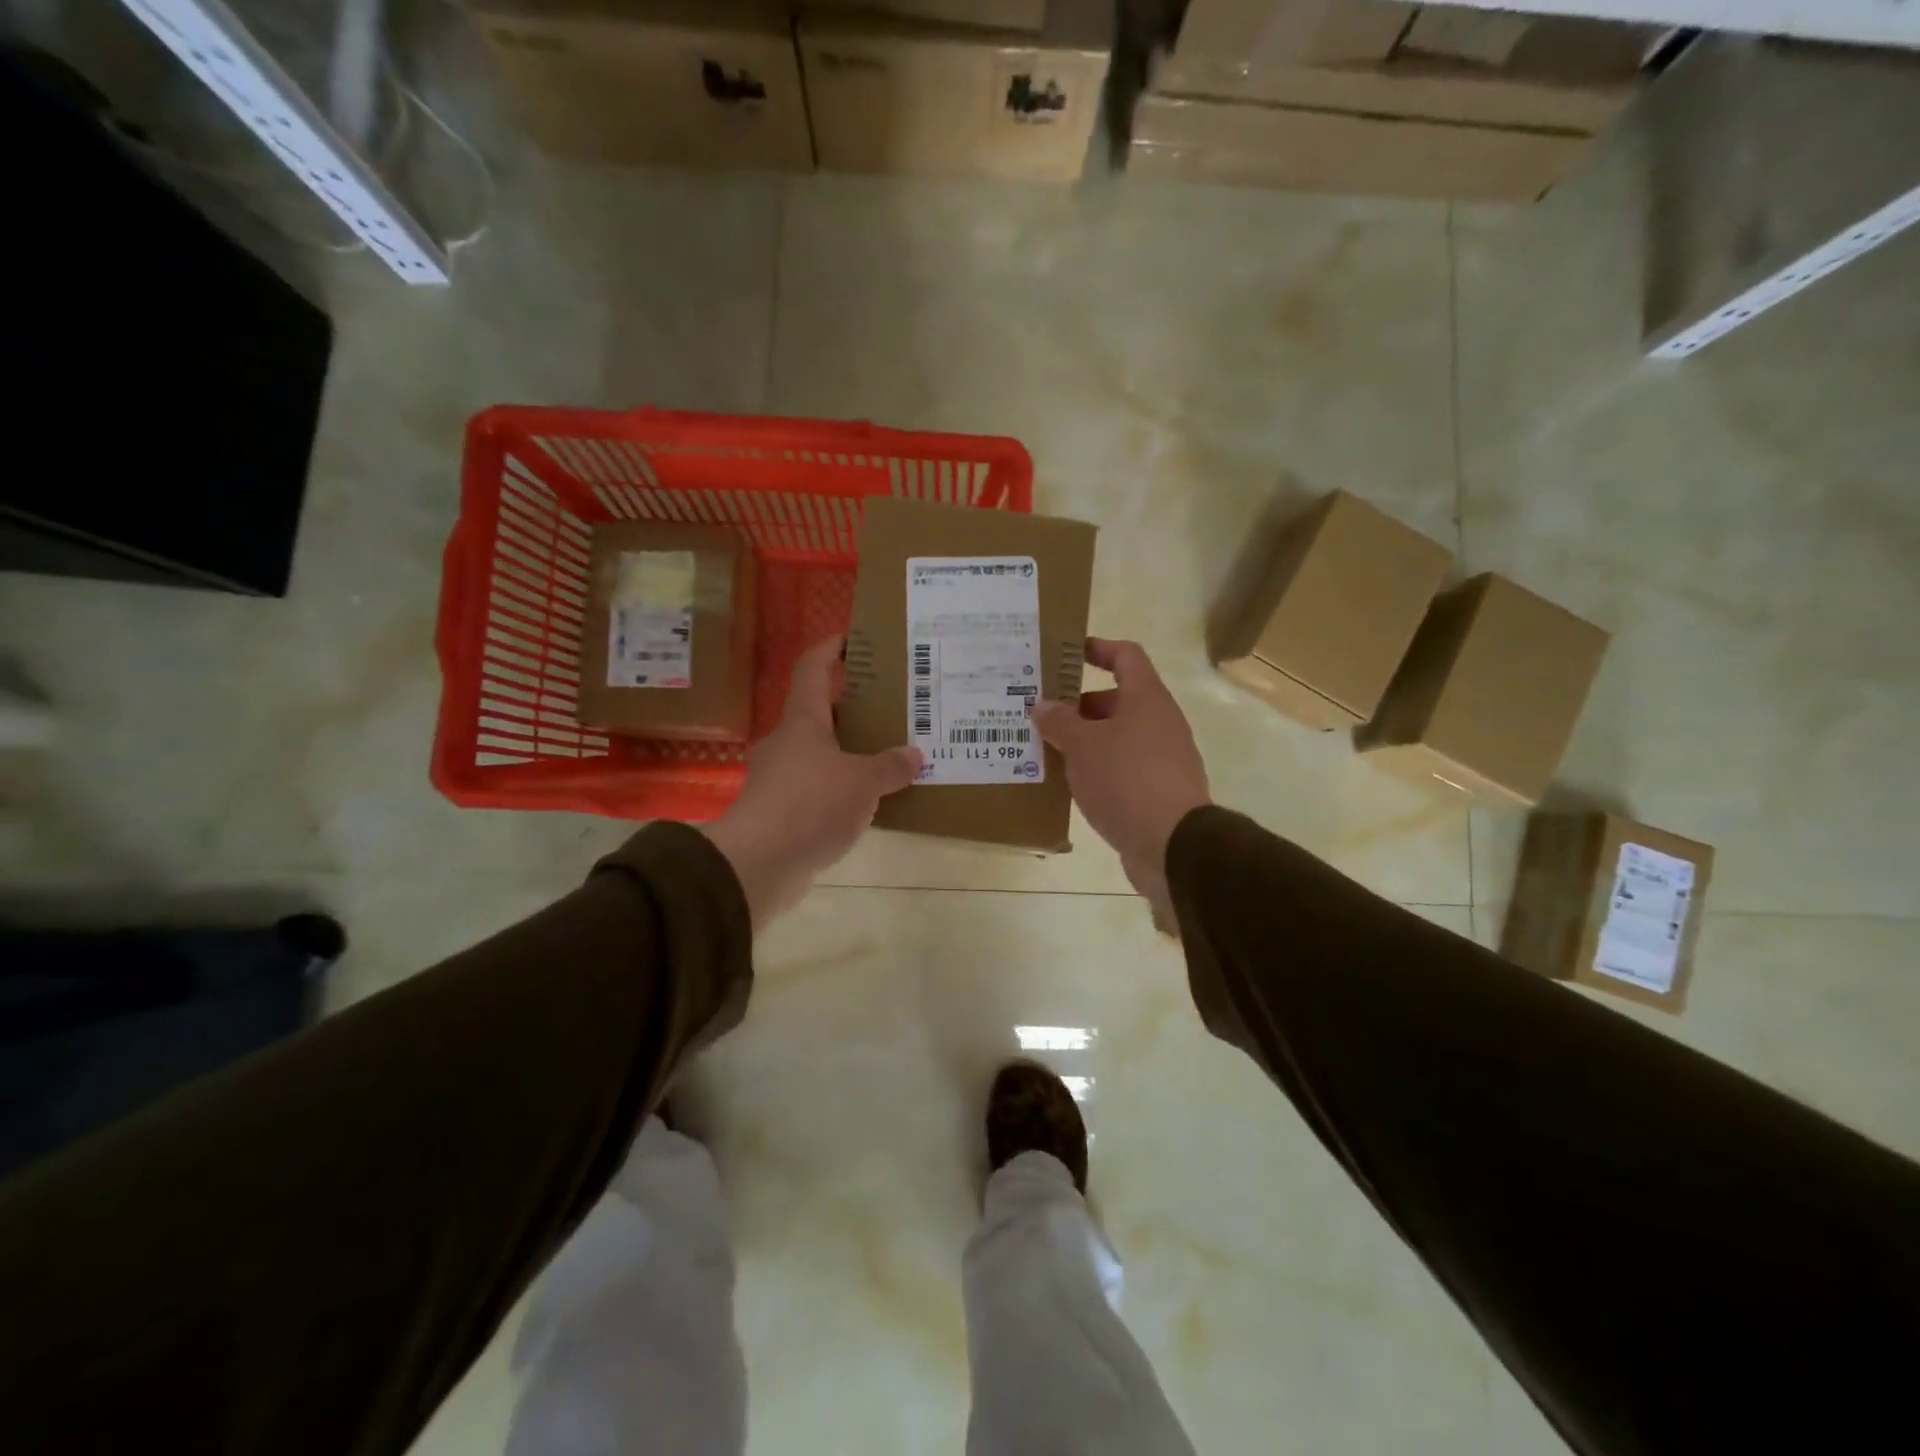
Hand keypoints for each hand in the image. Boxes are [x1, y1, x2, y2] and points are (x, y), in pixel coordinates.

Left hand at [701, 636, 920, 929]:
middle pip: (818, 713)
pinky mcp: (778, 812)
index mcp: (803, 721)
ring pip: (818, 754)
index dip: (829, 649)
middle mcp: (786, 743)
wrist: (758, 864)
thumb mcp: (863, 782)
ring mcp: (778, 779)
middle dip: (850, 709)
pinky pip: (815, 790)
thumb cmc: (810, 805)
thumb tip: (913, 755)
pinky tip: (864, 803)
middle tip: (888, 709)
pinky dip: (838, 790)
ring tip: (885, 759)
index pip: (812, 669)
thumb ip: (890, 766)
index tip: (850, 638)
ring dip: (846, 754)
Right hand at [1032, 638, 1209, 923]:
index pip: (1125, 656)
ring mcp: (1161, 759)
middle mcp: (1159, 723)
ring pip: (1117, 737)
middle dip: (1079, 705)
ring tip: (1046, 750)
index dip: (1098, 649)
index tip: (1067, 653)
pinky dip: (1096, 770)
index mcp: (1146, 699)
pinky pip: (1121, 769)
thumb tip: (1043, 706)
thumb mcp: (1082, 746)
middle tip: (1041, 714)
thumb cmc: (1126, 780)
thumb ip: (1059, 722)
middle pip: (1117, 700)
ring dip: (1084, 741)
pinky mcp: (1156, 792)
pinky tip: (1069, 785)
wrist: (1172, 845)